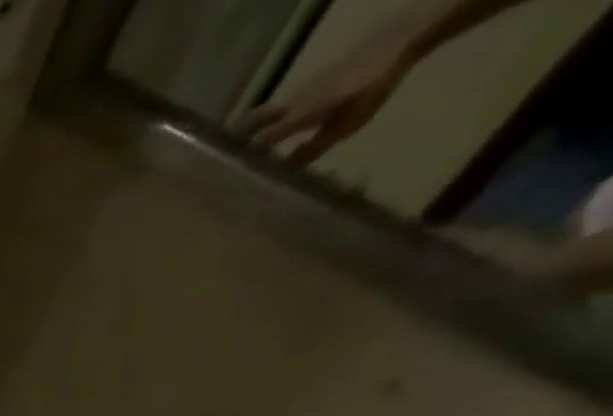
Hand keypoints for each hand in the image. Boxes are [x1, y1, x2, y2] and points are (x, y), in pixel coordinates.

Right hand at [239, 36, 413, 164]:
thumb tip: (283, 170)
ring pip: (261, 114)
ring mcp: (298, 91)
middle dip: (232, 141)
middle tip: (214, 164)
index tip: (222, 177)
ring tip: (233, 153)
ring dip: (245, 132)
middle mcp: (292, 102)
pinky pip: (277, 107)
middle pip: (252, 121)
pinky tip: (264, 135)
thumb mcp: (347, 126)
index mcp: (300, 114)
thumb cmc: (374, 86)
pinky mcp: (306, 85)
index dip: (240, 158)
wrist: (398, 40)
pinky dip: (264, 122)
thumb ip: (313, 148)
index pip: (261, 139)